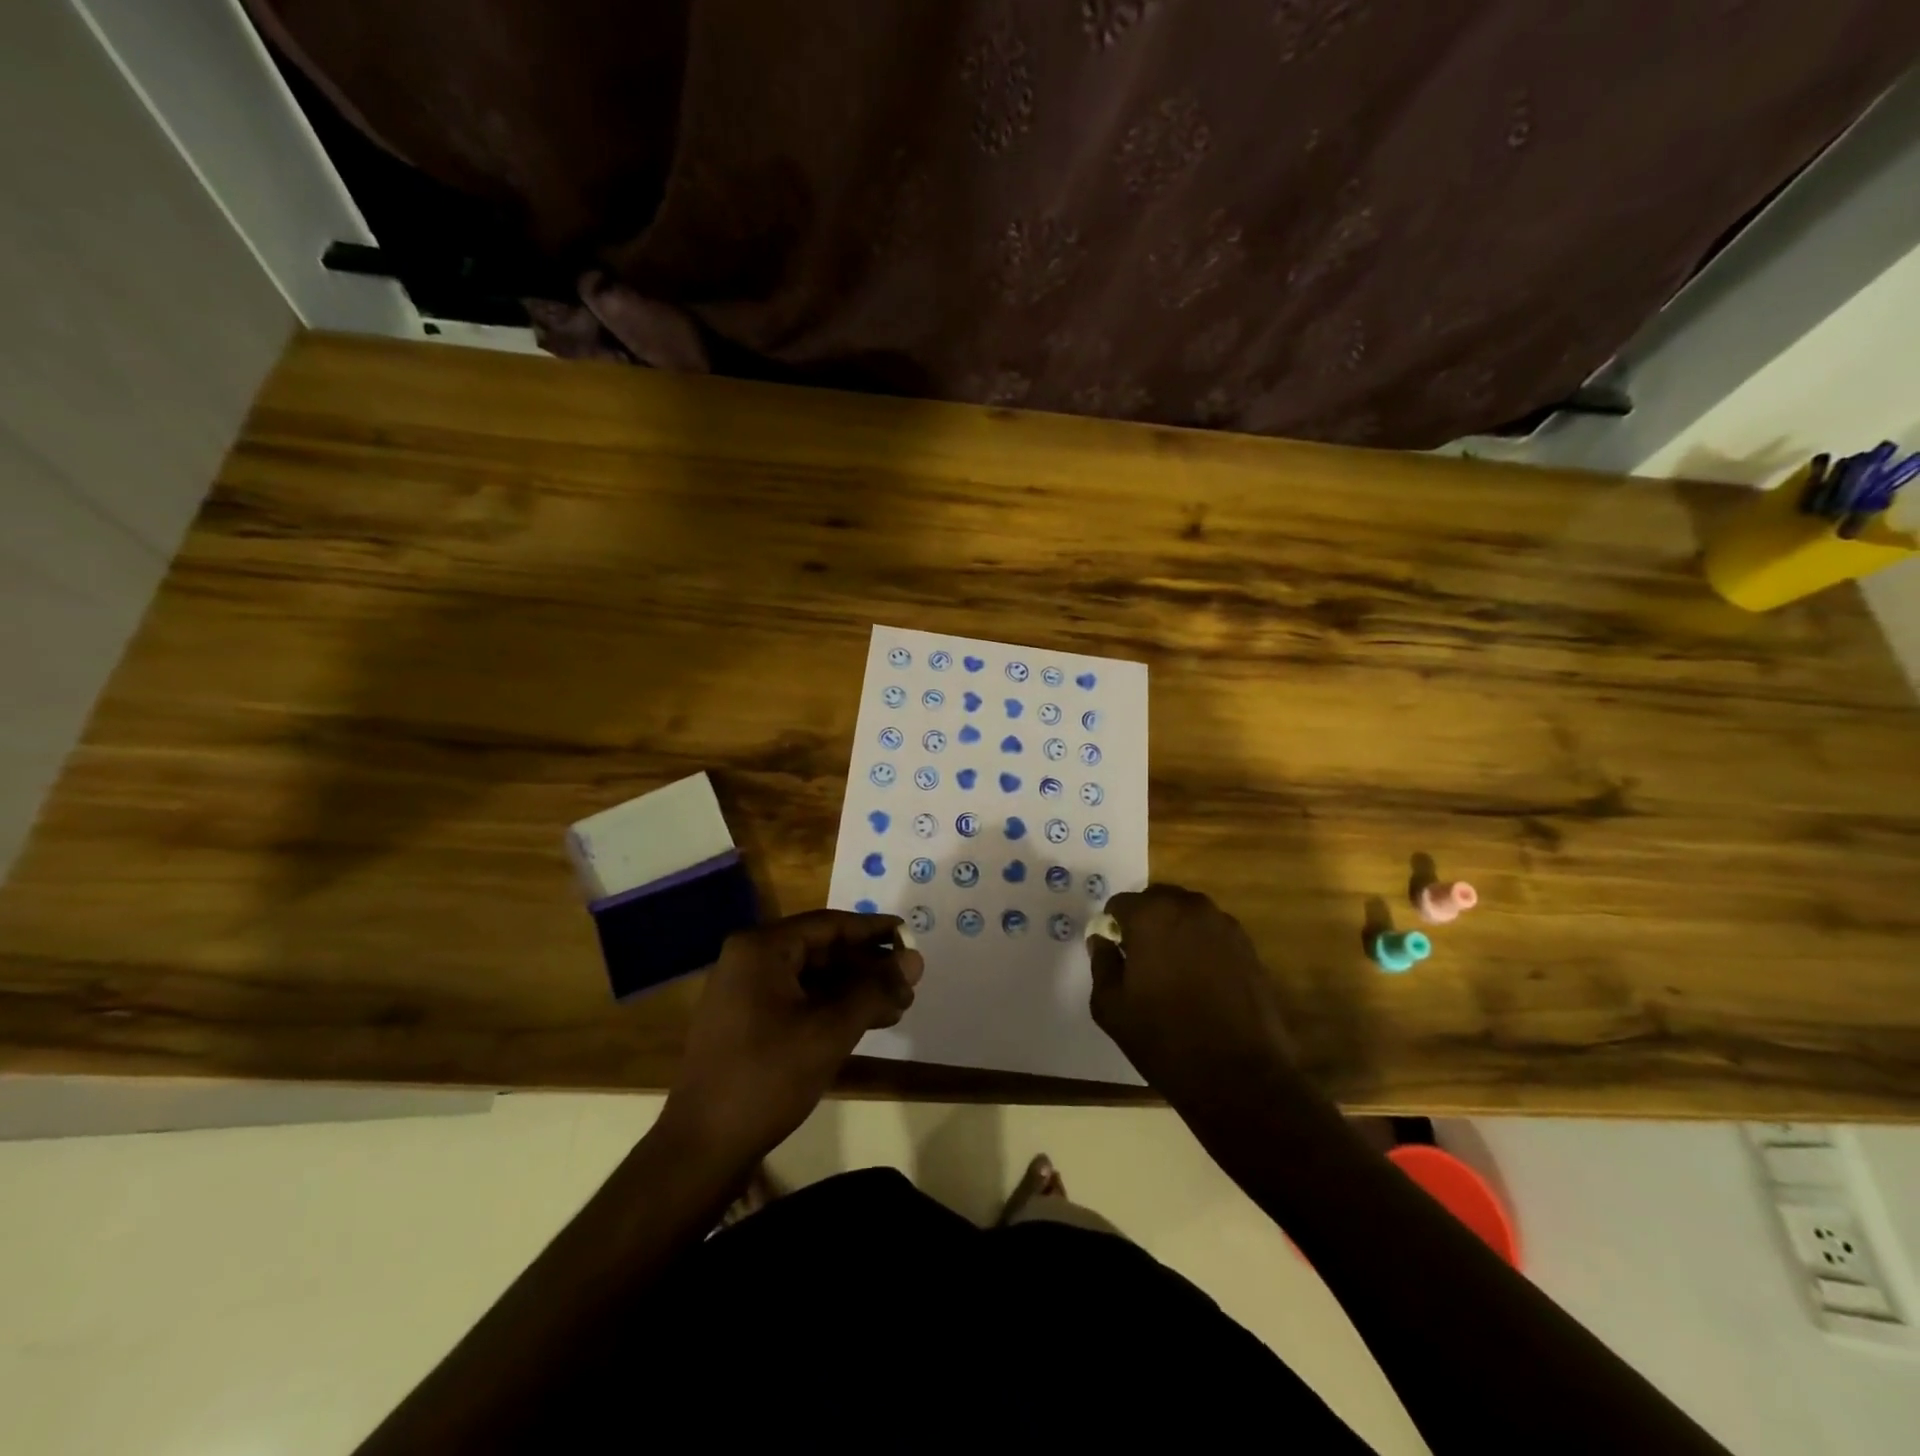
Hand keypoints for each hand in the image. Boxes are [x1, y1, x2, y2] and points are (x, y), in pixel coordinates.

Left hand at [660, 910, 923, 1167]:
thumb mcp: (830, 1030)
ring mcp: (745, 992)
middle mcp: (750, 960)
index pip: (829, 925)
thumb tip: (915, 960)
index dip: (874, 930)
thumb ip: (875, 990)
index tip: (910, 936)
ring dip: (855, 990)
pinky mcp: (747, 1022)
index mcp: (762, 949)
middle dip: (867, 966)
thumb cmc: (767, 1077)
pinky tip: (865, 1023)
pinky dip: (832, 1008)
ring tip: (898, 1006)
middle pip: (821, 950)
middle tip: (909, 981)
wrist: (701, 1149)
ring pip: (812, 978)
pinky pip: (798, 1000)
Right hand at [1088, 884, 1295, 1103]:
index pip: (1120, 904)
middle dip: (1145, 923)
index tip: (1116, 955)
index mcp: (1150, 915)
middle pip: (1156, 901)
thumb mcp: (1111, 1006)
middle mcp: (1189, 907)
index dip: (1114, 928)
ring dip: (1175, 932)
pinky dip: (1202, 947)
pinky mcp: (1248, 946)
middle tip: (1143, 961)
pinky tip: (1202, 982)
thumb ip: (1102, 963)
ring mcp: (1224, 925)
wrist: (1239, 1076)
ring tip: (1174, 973)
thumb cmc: (1164, 1039)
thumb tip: (1103, 940)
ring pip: (1187, 915)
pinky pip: (1213, 934)